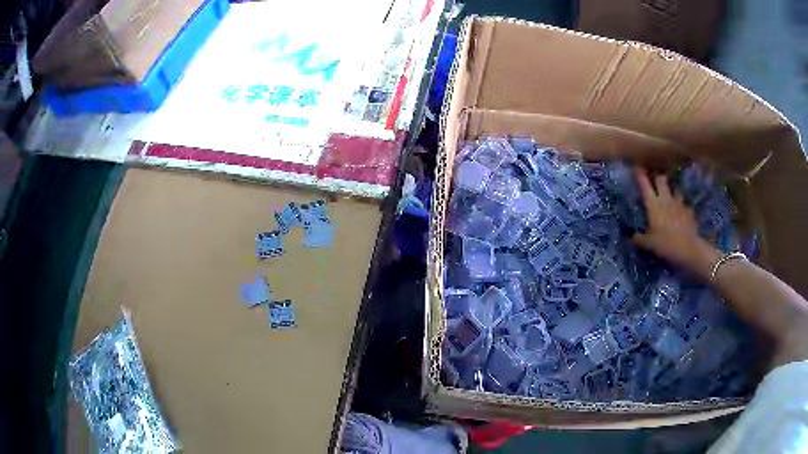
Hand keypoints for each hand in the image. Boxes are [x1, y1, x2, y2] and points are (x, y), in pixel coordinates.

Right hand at [631, 167, 720, 279]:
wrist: (688, 249)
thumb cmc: (665, 244)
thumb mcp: (648, 245)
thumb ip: (639, 239)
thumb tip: (631, 236)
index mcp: (653, 205)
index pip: (644, 184)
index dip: (639, 175)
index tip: (635, 168)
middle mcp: (666, 199)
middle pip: (661, 180)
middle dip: (657, 178)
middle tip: (655, 182)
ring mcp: (679, 204)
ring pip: (675, 190)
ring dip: (672, 191)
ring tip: (671, 197)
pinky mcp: (689, 211)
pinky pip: (685, 205)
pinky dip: (683, 207)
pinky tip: (682, 213)